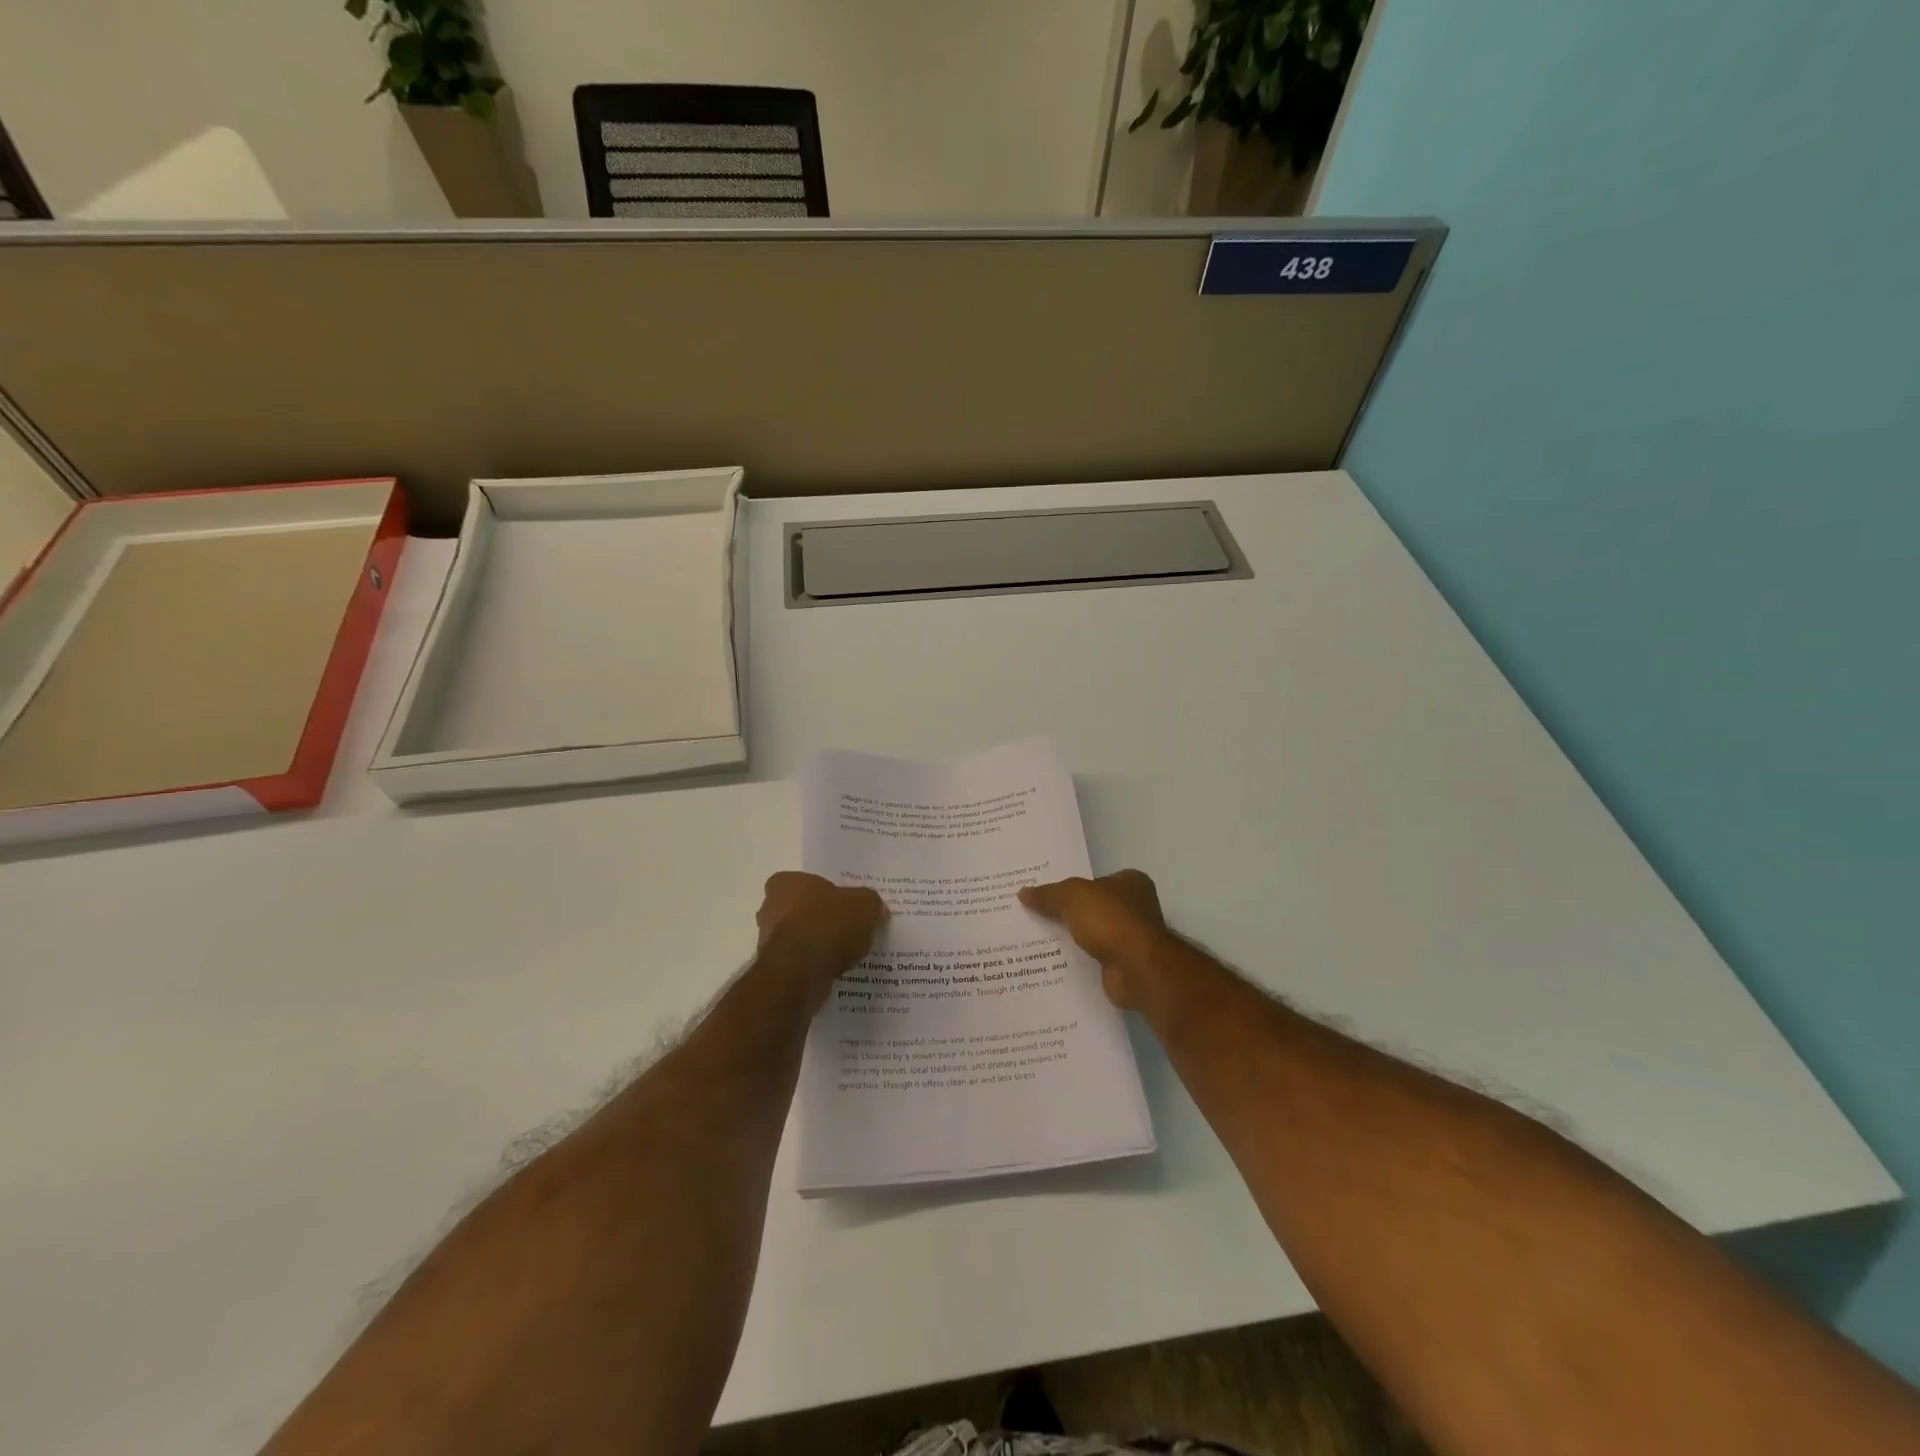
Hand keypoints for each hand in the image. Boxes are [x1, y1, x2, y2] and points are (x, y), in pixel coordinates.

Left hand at [756, 872, 887, 1005]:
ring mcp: (768, 940)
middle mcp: (770, 908)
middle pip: (799, 909)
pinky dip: (814, 965)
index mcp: (786, 883)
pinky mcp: (774, 969)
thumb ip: (870, 903)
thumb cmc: (828, 926)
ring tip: (846, 953)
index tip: (842, 903)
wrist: (801, 973)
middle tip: (847, 927)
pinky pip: (799, 962)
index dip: (822, 892)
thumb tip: (875, 909)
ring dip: (816, 944)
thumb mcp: (865, 905)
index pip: (802, 881)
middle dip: (819, 918)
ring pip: (798, 937)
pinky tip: (835, 970)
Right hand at [1019, 869, 1169, 1008]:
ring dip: (1072, 938)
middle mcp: (1136, 907)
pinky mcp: (1124, 964)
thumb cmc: (1110, 920)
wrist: (1137, 969)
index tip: (1045, 893)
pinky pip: (1093, 957)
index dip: (1071, 885)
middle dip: (1068, 912)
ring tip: (1036, 938)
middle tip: (1034, 914)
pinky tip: (1053, 960)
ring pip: (1092, 933)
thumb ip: (1048, 894)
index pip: (1095, 879)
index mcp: (1131, 882)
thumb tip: (1023, 892)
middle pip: (1092, 907)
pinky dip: (1078, 958)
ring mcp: (1131, 938)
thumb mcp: (1072, 896)